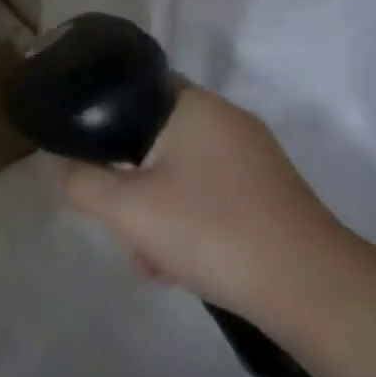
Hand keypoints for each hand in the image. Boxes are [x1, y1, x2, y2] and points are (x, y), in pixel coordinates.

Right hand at [59, 87, 334, 315]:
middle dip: (132, 186)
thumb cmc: (211, 230)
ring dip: (158, 213)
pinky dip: (191, 224)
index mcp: (196, 106)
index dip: (106, 123)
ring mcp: (255, 158)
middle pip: (158, 141)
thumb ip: (84, 184)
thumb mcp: (128, 210)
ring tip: (151, 262)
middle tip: (122, 225)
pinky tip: (182, 268)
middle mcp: (229, 121)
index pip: (138, 91)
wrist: (308, 286)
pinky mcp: (270, 193)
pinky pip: (212, 197)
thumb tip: (67, 169)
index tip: (92, 162)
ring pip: (183, 175)